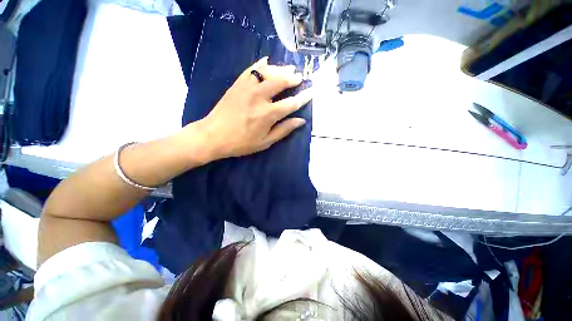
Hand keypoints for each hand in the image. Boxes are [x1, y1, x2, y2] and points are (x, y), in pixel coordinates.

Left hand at [194, 57, 311, 159]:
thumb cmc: (241, 143)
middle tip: (299, 77)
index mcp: (268, 114)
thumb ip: (283, 130)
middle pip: (280, 82)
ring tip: (288, 69)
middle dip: (292, 78)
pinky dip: (260, 64)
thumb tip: (300, 121)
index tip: (311, 91)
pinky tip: (266, 61)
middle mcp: (259, 97)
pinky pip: (251, 69)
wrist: (213, 135)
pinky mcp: (237, 84)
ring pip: (267, 72)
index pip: (291, 103)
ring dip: (280, 69)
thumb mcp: (265, 142)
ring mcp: (247, 88)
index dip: (303, 97)